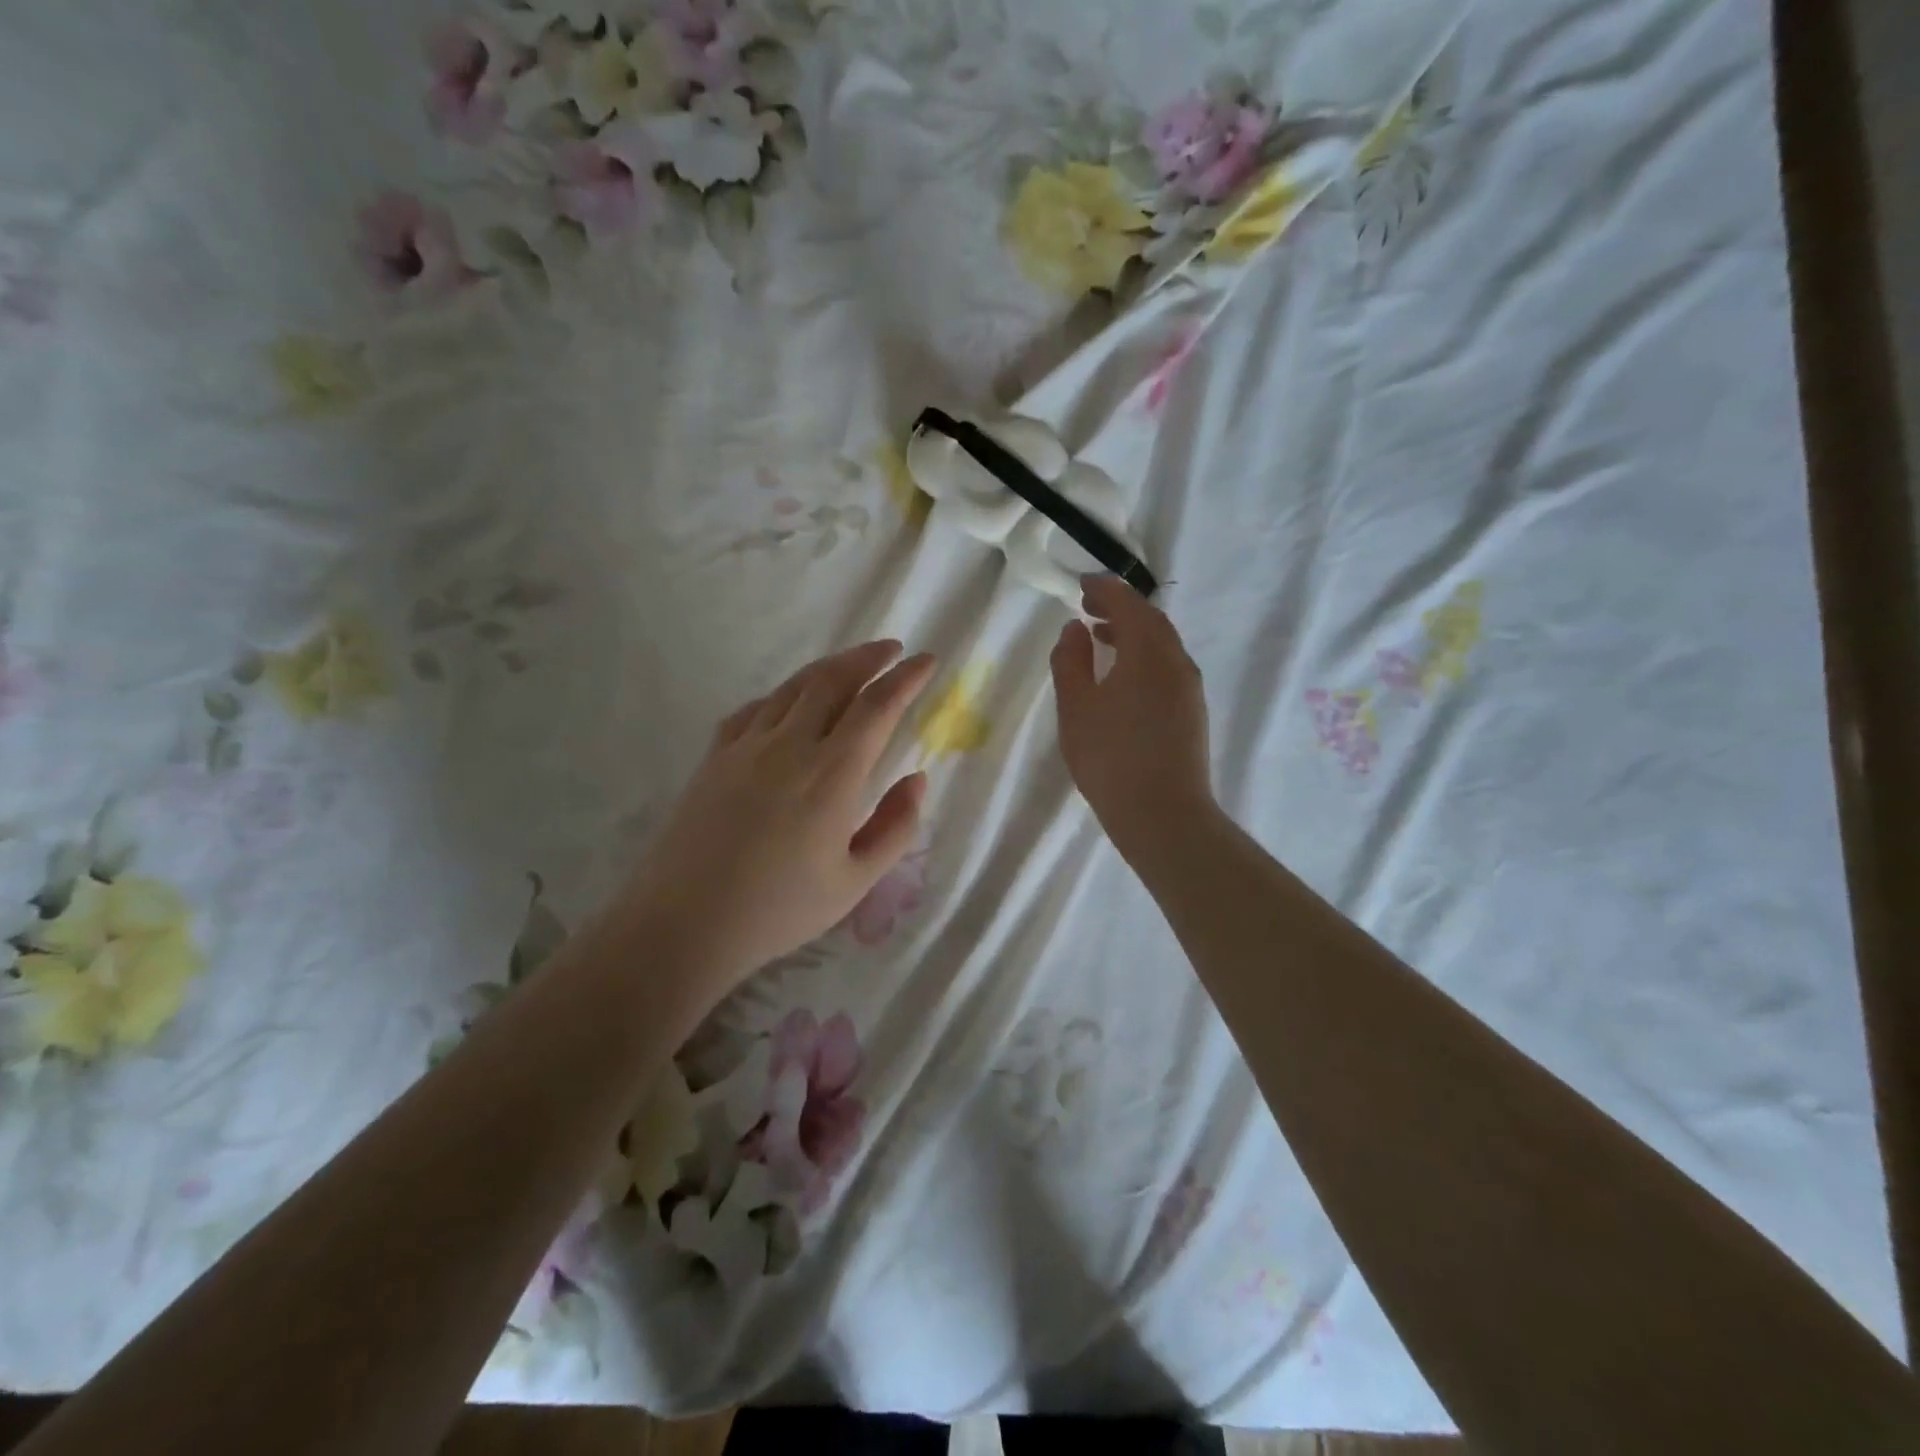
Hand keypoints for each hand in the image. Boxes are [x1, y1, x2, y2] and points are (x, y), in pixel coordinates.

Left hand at [618, 641, 936, 1010]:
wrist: (684, 924)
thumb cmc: (779, 910)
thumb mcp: (855, 882)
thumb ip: (896, 827)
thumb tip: (918, 779)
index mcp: (832, 775)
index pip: (877, 707)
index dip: (907, 678)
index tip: (928, 661)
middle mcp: (790, 746)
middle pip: (833, 681)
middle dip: (868, 658)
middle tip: (892, 650)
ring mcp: (746, 746)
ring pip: (793, 687)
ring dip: (828, 667)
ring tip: (851, 664)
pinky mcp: (714, 757)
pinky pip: (754, 709)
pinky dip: (782, 695)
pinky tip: (787, 704)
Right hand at [1051, 576, 1214, 856]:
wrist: (1163, 815)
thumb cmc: (1110, 758)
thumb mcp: (1076, 708)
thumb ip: (1071, 662)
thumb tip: (1075, 629)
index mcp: (1148, 652)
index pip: (1129, 604)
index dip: (1104, 590)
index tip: (1081, 585)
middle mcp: (1176, 662)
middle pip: (1151, 621)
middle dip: (1120, 608)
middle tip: (1088, 608)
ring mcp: (1189, 688)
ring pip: (1161, 645)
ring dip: (1132, 634)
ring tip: (1100, 639)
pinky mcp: (1192, 712)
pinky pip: (1167, 667)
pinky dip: (1143, 657)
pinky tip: (1122, 679)